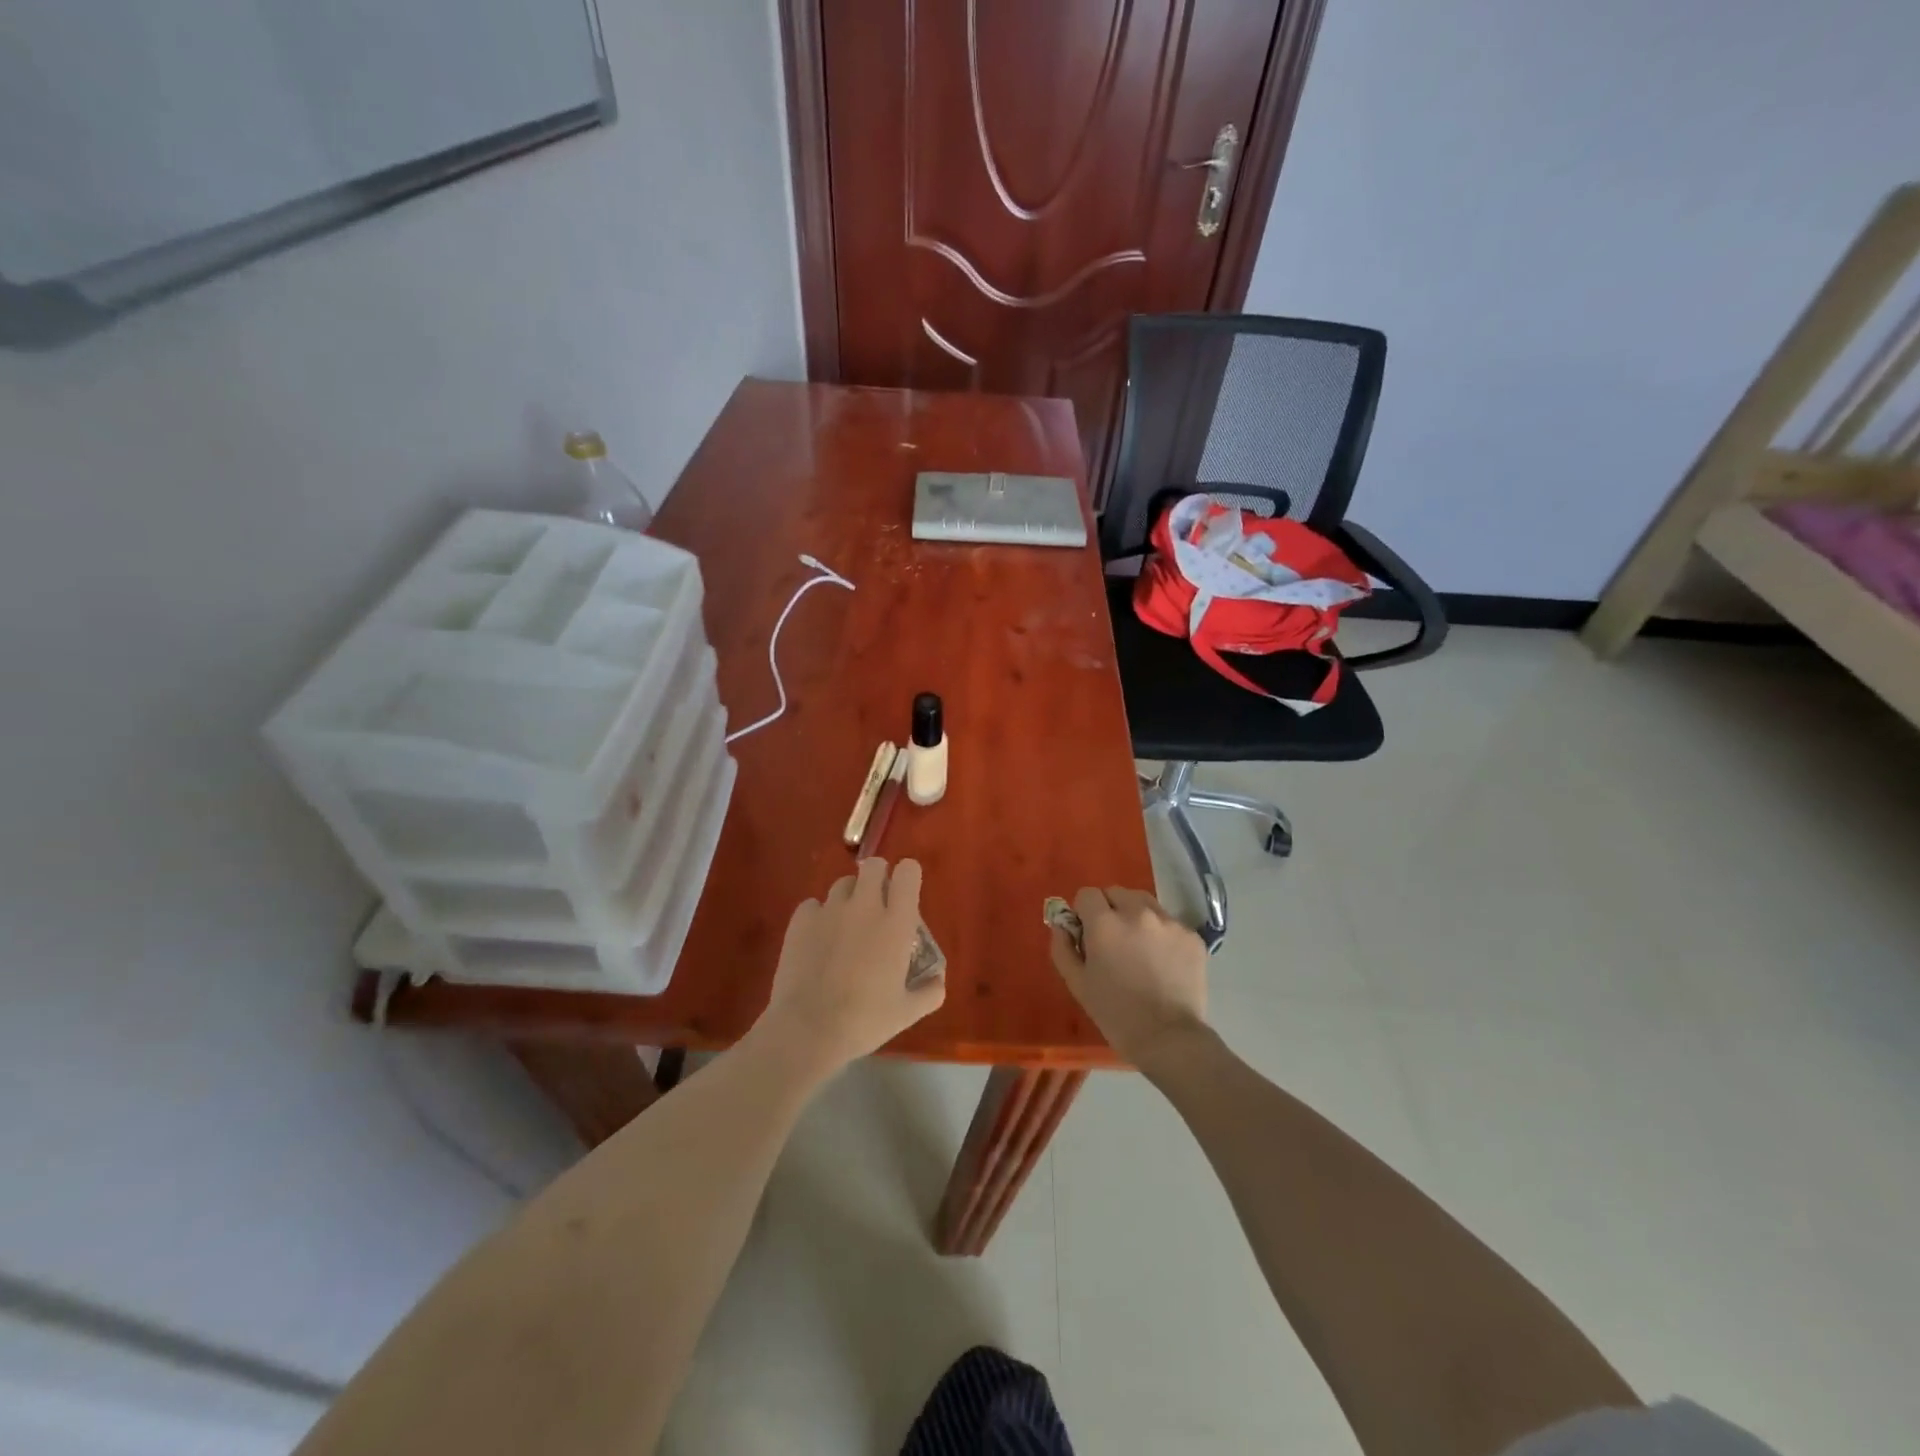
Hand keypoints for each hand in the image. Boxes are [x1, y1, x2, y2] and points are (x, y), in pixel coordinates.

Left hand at [757, 858, 944, 1077]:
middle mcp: (864, 906)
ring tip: (846, 925)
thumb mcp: (907, 1012)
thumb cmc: (864, 1021)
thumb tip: (939, 980)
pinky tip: (818, 940)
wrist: (808, 1030)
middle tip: (877, 904)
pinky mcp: (801, 920)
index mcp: (896, 922)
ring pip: (843, 884)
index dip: (908, 876)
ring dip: (850, 897)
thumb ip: (930, 992)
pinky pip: (814, 905)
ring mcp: (830, 910)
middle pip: (873, 865)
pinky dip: (819, 916)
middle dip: (877, 877)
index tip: (905, 893)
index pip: (908, 871)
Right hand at [1048, 886, 1208, 1070]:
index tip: (1088, 934)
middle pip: (1117, 892)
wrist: (1169, 1039)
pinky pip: (1169, 922)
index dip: (1084, 912)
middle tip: (1113, 940)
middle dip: (1110, 909)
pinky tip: (1162, 961)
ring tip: (1139, 947)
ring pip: (1145, 902)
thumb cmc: (1115, 1013)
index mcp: (1104, 923)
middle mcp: (1137, 912)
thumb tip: (1062, 924)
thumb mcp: (1076, 983)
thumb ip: (1062, 946)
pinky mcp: (1191, 935)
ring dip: (1136, 915)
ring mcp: (1169, 922)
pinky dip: (1161, 934)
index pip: (1087, 894)